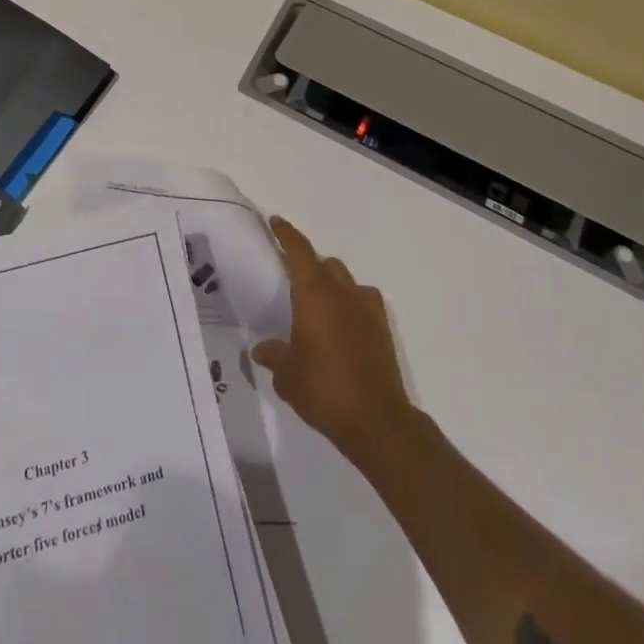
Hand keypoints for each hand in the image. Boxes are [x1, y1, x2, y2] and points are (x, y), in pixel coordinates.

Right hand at [252, 216, 414, 467]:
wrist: (377, 421)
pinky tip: (342, 325)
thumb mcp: (288, 376)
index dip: (286, 233)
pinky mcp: (382, 327)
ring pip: (345, 280)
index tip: (276, 222)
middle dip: (308, 265)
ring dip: (331, 285)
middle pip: (324, 263)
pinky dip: (350, 304)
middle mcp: (342, 292)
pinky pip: (362, 301)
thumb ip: (274, 356)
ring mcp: (366, 308)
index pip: (299, 251)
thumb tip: (261, 349)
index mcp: (314, 294)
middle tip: (292, 278)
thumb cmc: (324, 390)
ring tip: (317, 307)